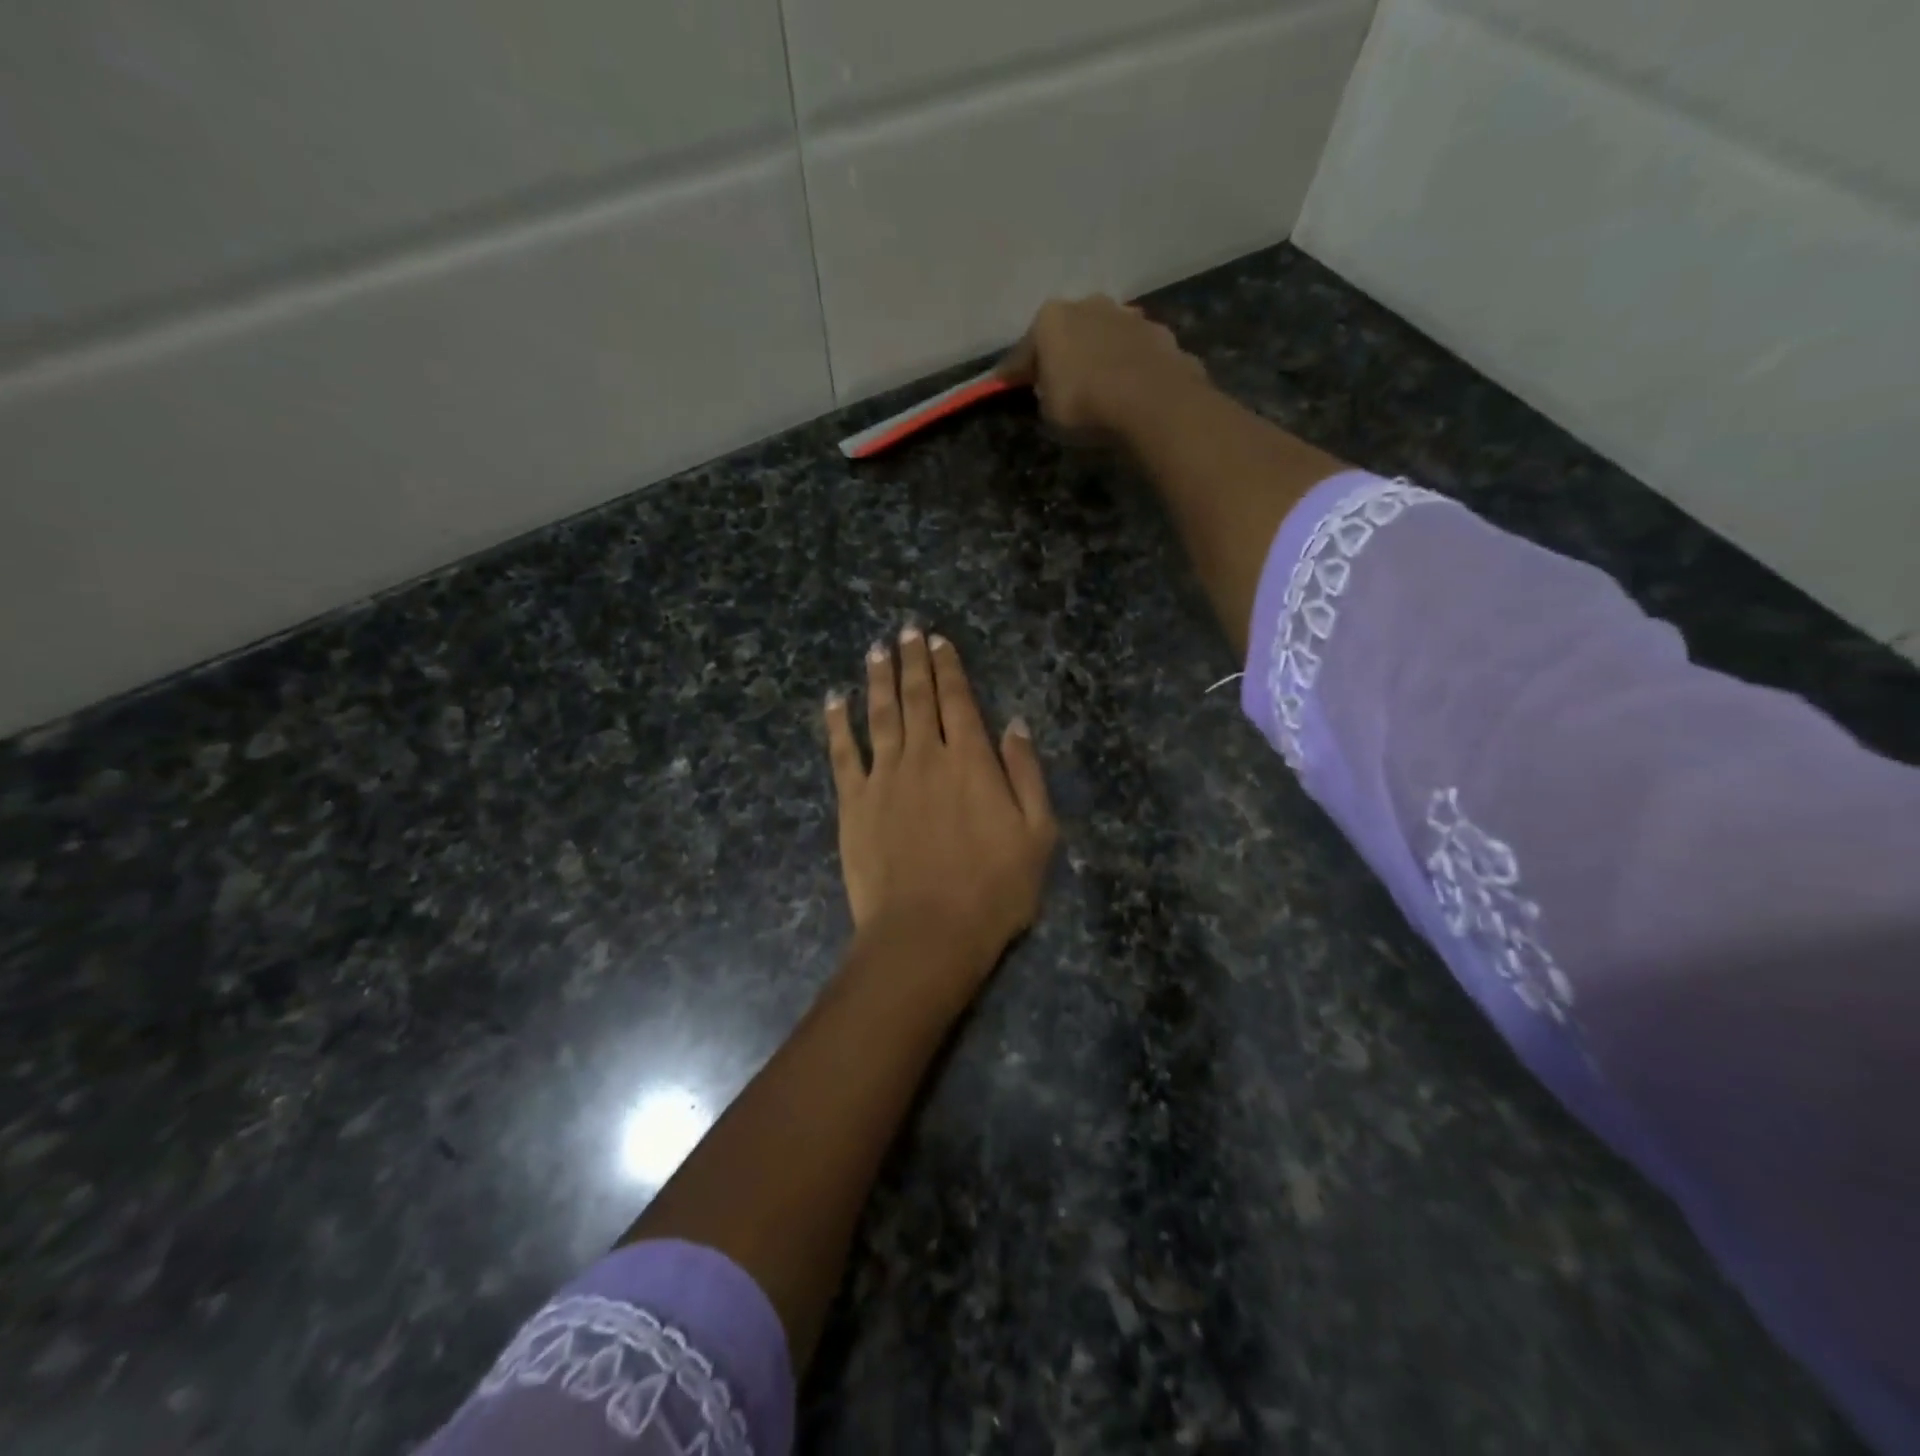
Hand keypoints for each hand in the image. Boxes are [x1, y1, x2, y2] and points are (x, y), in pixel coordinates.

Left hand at [824, 628, 1056, 987]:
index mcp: (971, 761)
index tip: (938, 641)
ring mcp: (885, 777)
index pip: (959, 701)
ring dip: (878, 679)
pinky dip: (838, 722)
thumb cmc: (993, 890)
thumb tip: (1015, 724)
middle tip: (906, 631)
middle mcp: (926, 756)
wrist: (927, 933)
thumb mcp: (1038, 834)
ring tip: (876, 650)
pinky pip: (843, 752)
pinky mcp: (853, 802)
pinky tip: (834, 699)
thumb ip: (1026, 774)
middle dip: (913, 661)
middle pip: (918, 698)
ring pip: (881, 714)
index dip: (949, 668)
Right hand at [998, 295, 1208, 437]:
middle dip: (1062, 354)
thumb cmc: (1085, 404)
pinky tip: (1129, 388)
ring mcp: (1127, 315)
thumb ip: (1044, 394)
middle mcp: (1088, 304)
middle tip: (1058, 383)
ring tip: (1099, 386)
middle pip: (1067, 333)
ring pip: (1104, 337)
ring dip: (1098, 355)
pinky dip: (1128, 366)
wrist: (1152, 401)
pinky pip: (1134, 352)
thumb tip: (1049, 389)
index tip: (1005, 387)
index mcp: (1050, 319)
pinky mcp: (1160, 333)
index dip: (1014, 373)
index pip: (1023, 351)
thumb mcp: (1048, 411)